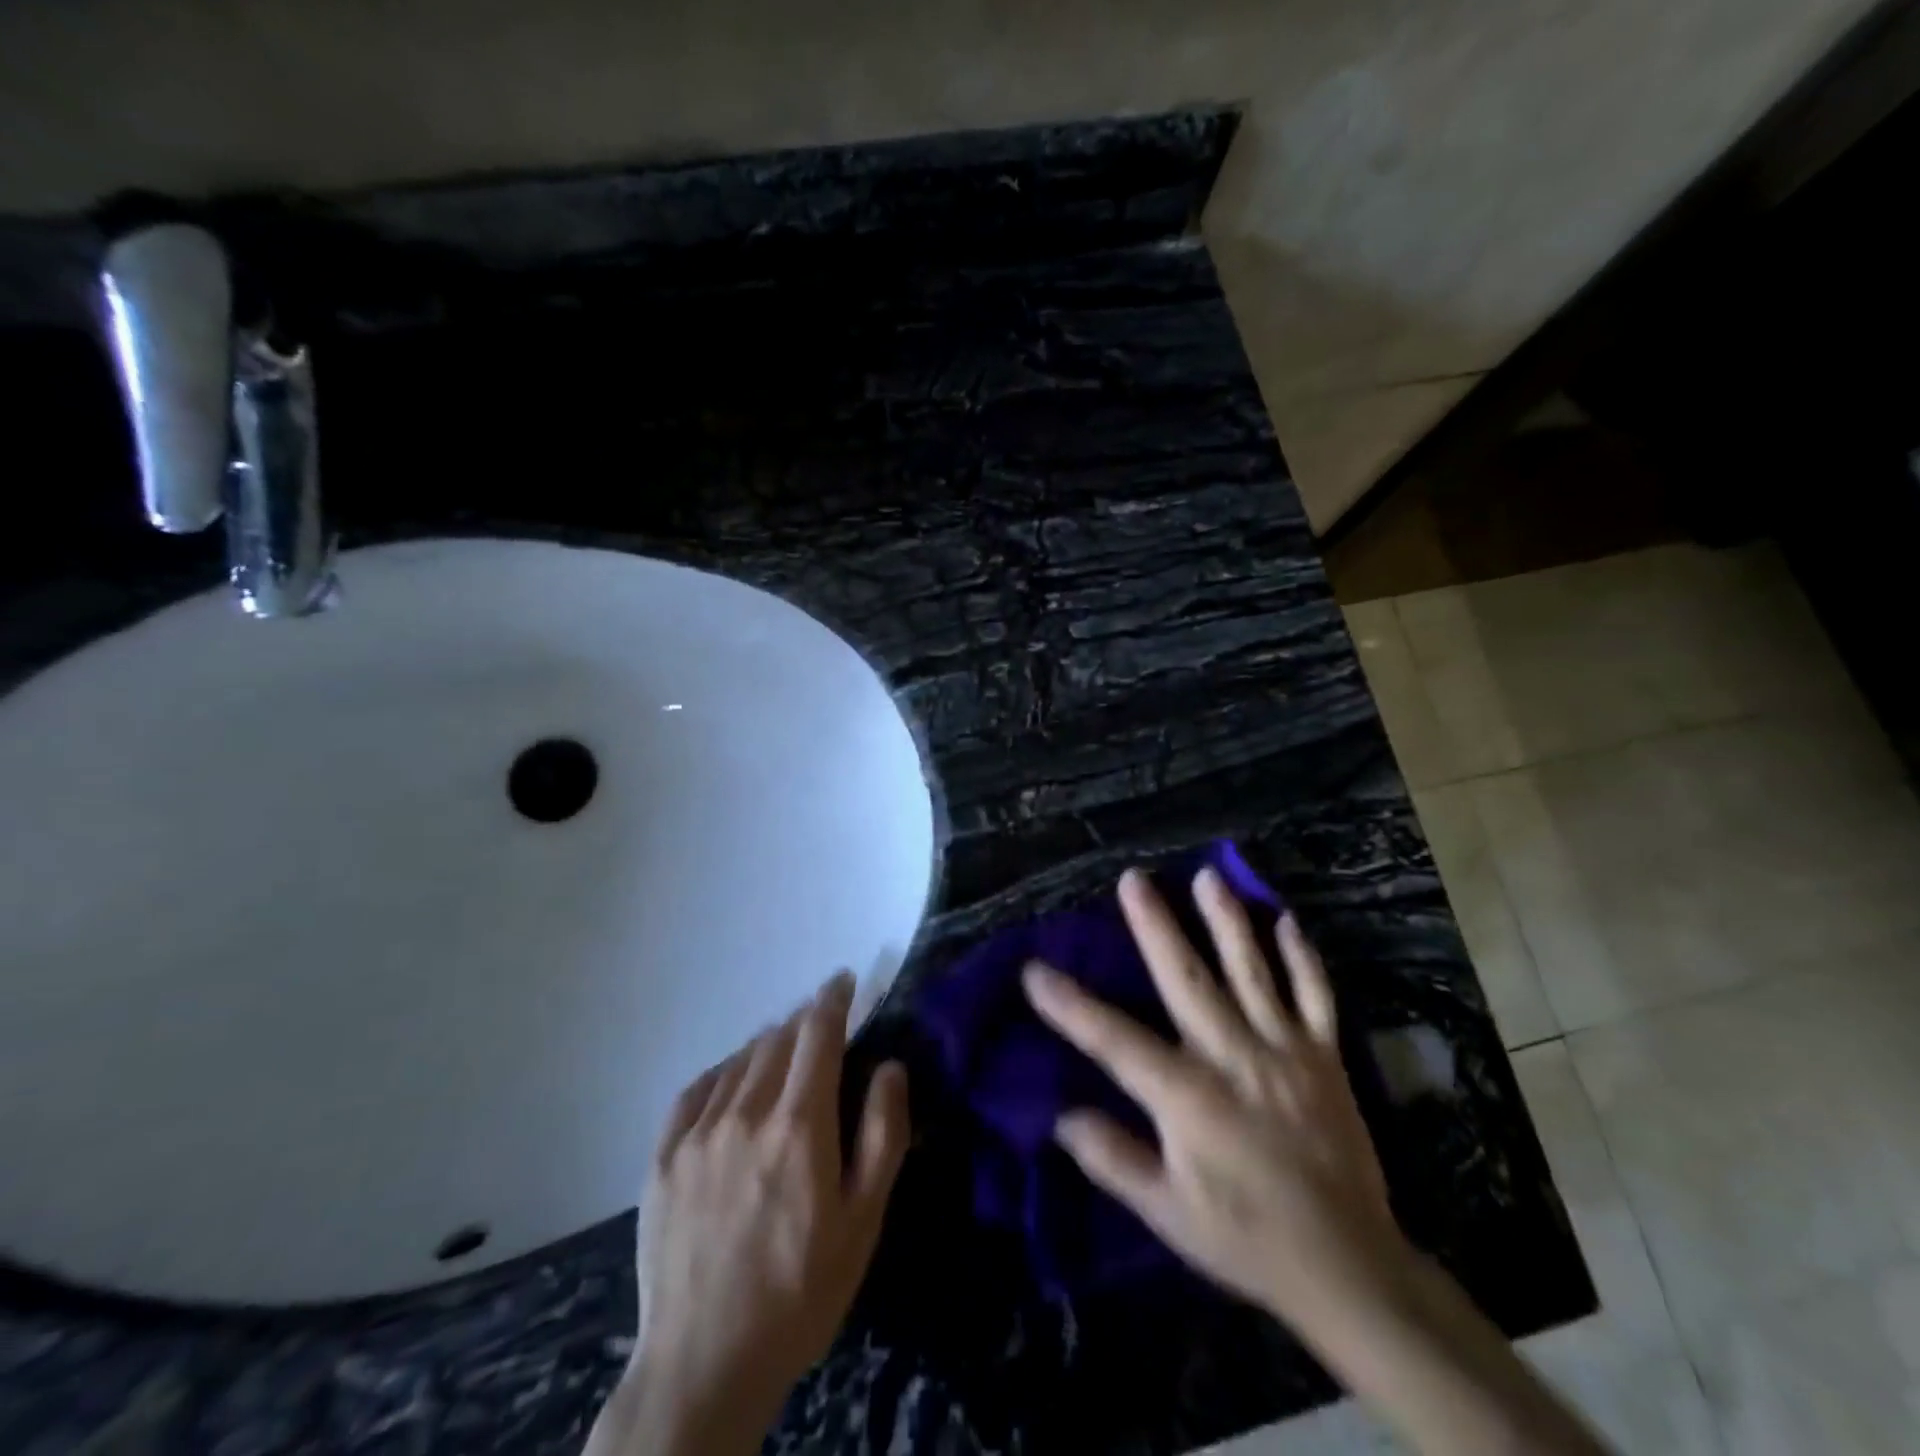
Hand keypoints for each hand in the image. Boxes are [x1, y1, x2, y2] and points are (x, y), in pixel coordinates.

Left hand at [588, 973, 910, 1455]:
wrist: (703, 1366)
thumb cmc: (800, 1293)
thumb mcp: (863, 1222)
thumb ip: (881, 1134)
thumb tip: (890, 1067)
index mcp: (799, 1126)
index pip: (818, 1034)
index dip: (833, 999)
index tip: (844, 980)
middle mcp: (745, 1113)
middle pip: (778, 1039)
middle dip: (804, 1021)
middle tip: (821, 1024)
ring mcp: (697, 1134)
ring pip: (739, 1059)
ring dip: (767, 1044)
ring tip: (783, 1050)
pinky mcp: (663, 1157)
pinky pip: (696, 1089)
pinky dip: (723, 1071)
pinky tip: (733, 1080)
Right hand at [1022, 867, 1408, 1328]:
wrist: (1349, 1266)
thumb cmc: (1246, 1238)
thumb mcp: (1168, 1213)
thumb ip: (1114, 1159)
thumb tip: (1061, 1115)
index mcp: (1189, 1096)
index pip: (1115, 1041)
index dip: (1070, 1005)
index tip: (1034, 970)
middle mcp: (1234, 1057)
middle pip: (1188, 979)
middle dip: (1156, 925)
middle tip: (1133, 879)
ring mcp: (1285, 1050)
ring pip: (1252, 971)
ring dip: (1228, 920)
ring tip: (1208, 875)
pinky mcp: (1325, 1056)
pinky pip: (1316, 995)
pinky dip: (1302, 957)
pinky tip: (1287, 920)